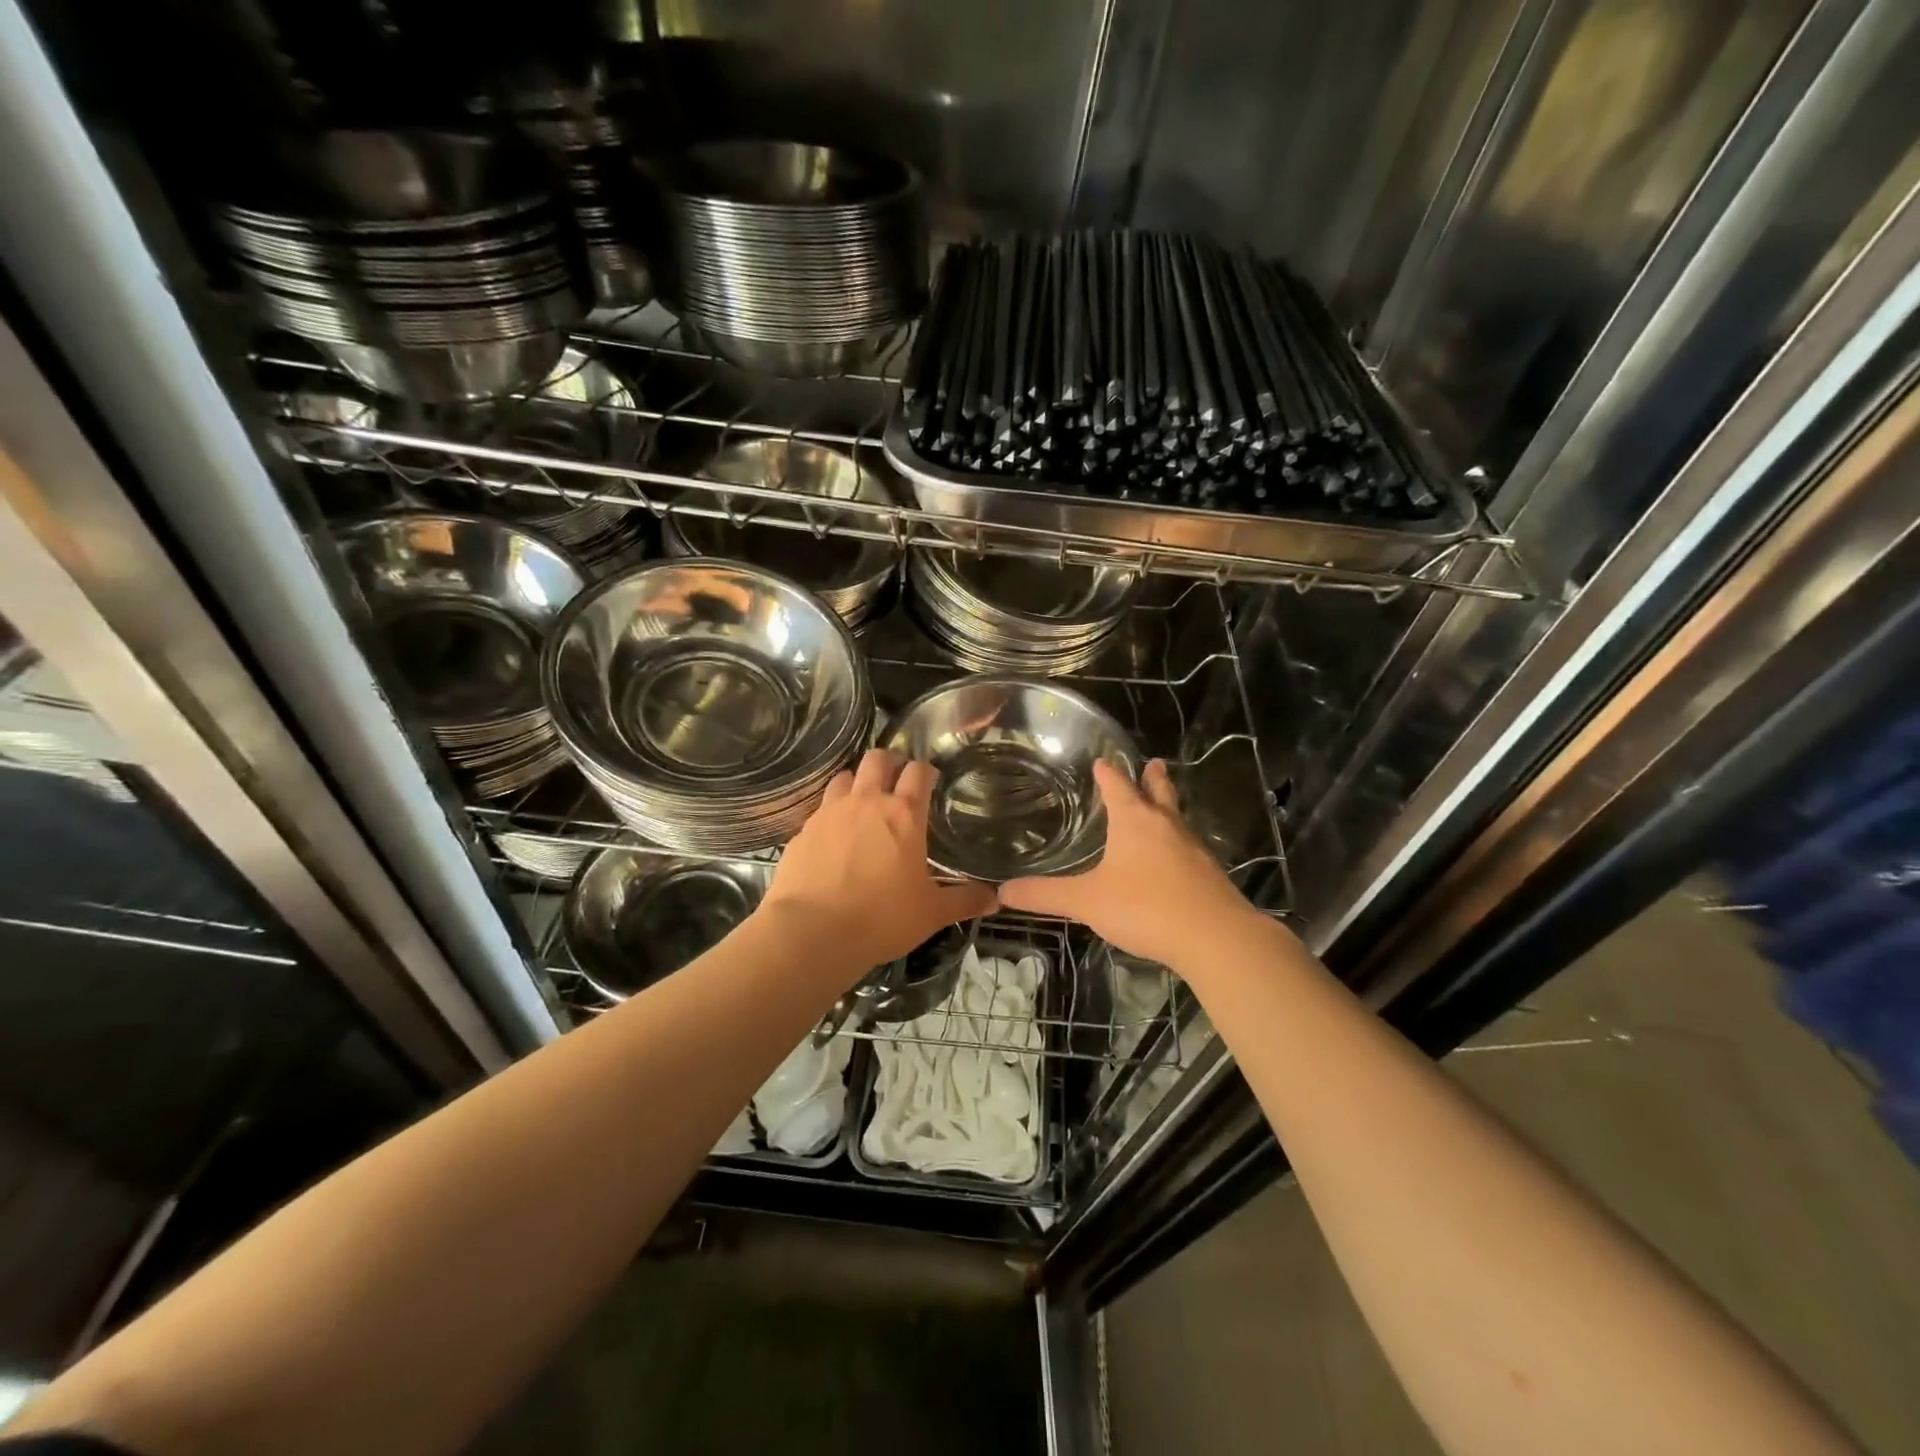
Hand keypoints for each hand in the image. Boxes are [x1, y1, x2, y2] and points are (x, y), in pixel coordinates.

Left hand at [761, 749, 996, 975]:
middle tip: (896, 781)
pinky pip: (820, 809)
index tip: (930, 781)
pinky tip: (834, 837)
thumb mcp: (932, 913)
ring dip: (857, 783)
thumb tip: (995, 899)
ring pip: (844, 777)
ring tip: (863, 803)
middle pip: (877, 759)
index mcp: (904, 815)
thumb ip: (964, 900)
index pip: (918, 771)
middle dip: (889, 763)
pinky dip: (831, 814)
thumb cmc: (882, 918)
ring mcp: (830, 813)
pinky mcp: (803, 831)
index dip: (926, 771)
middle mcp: (867, 802)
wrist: (812, 933)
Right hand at [999, 759, 1266, 969]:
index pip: (1118, 786)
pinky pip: (1189, 848)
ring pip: (1177, 819)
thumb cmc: (1144, 907)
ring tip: (1163, 806)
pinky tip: (1175, 858)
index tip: (1102, 761)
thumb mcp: (1087, 901)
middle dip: (1152, 778)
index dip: (1108, 773)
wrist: (1214, 937)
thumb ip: (1046, 895)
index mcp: (1134, 822)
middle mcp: (1166, 826)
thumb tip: (1002, 891)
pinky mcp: (1209, 874)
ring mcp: (1193, 849)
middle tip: (1154, 763)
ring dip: (1168, 807)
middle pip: (1159, 793)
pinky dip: (1178, 843)